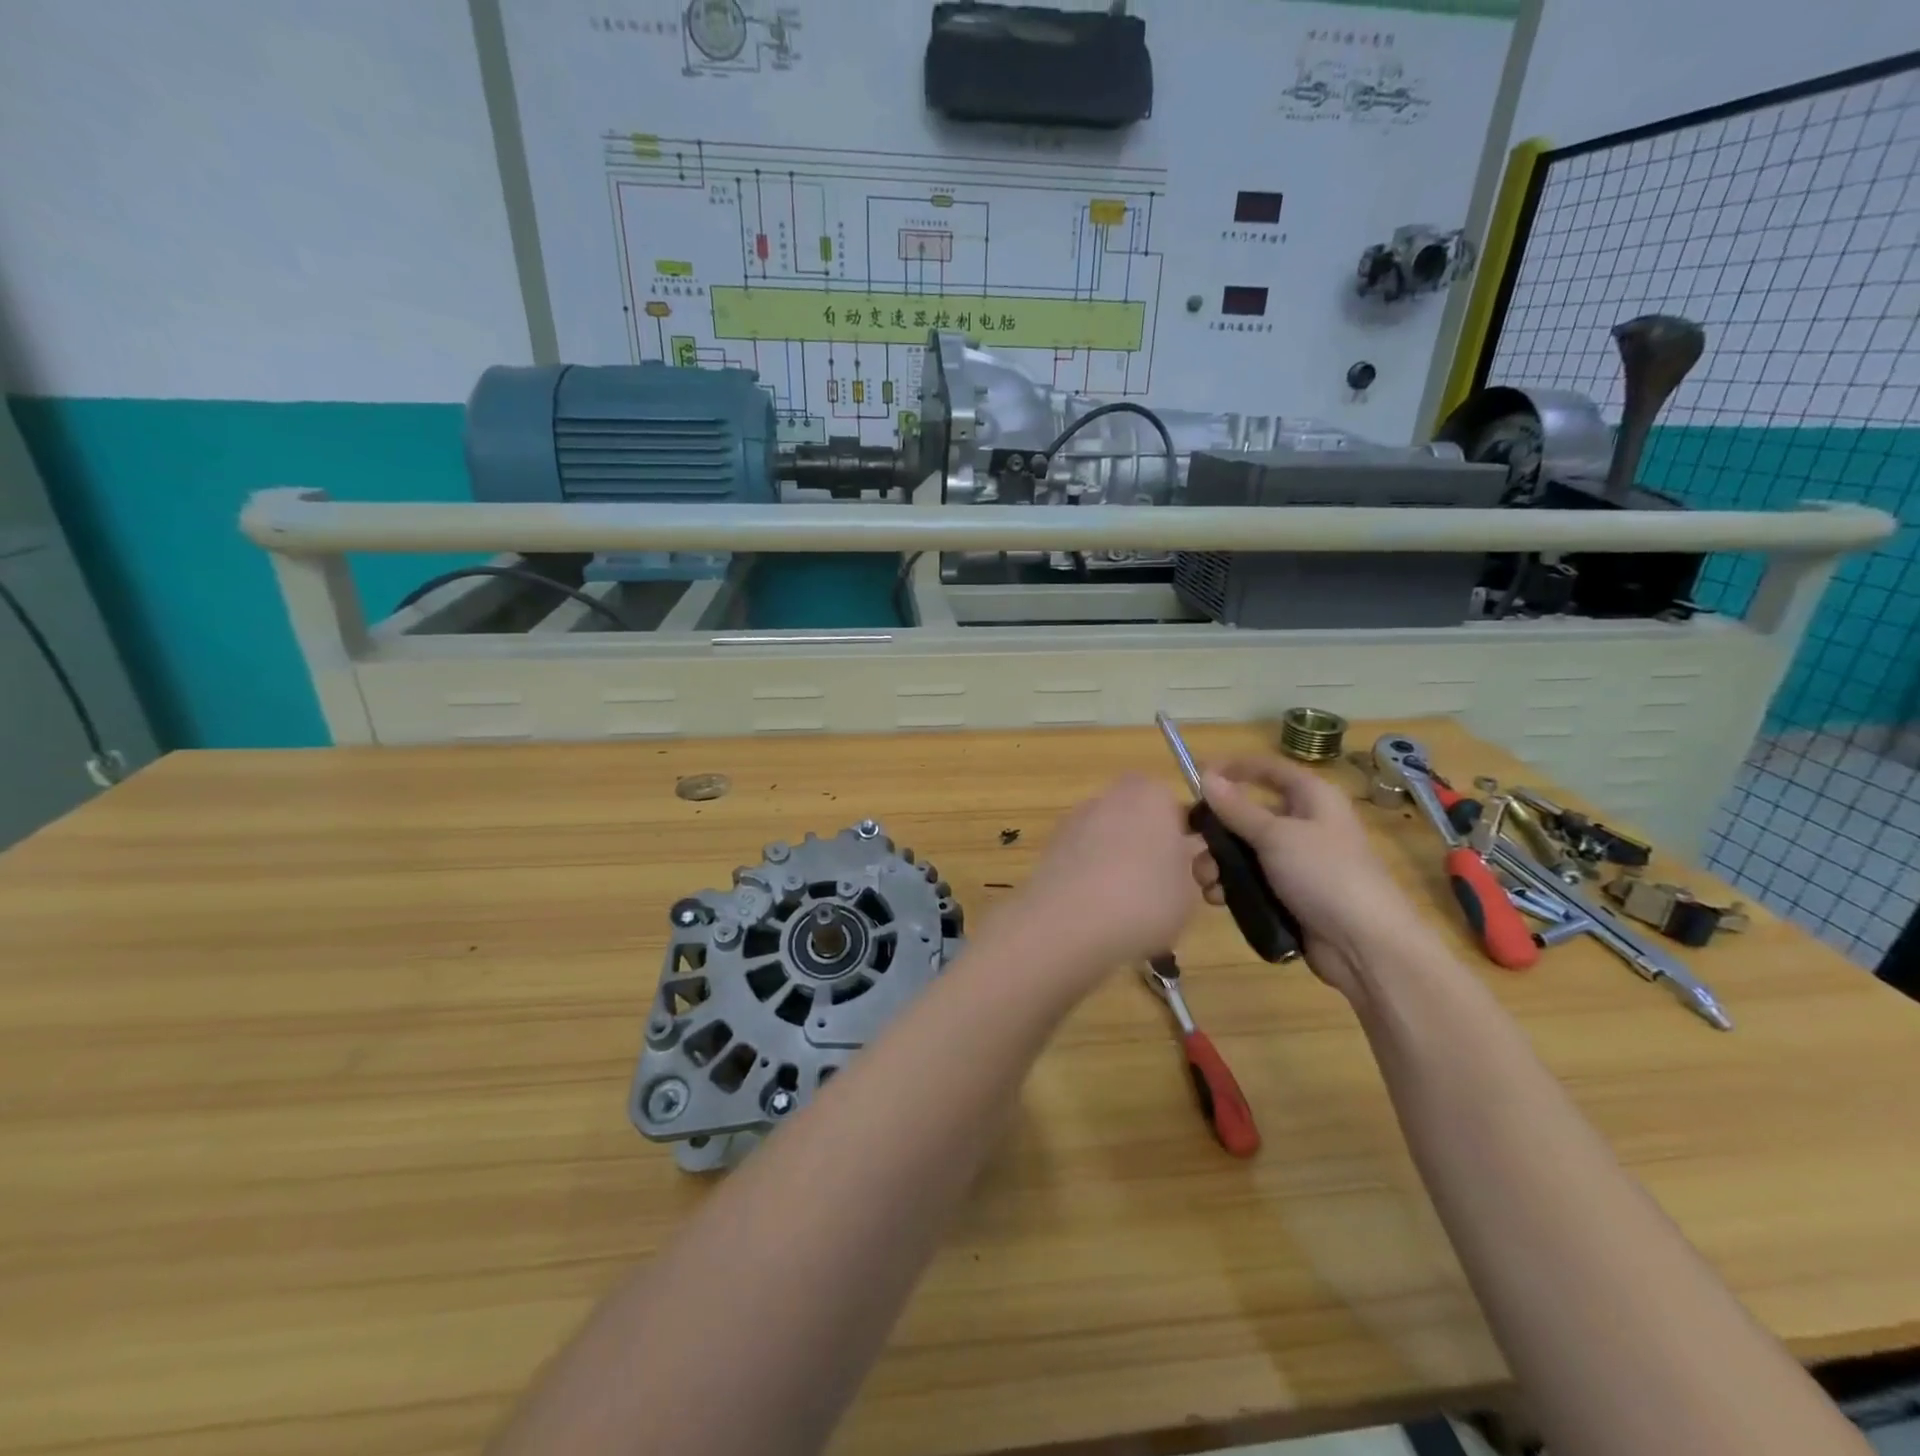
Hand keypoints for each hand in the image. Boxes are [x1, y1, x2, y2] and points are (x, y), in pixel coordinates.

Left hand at [1002, 774, 1202, 985]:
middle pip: (1145, 826)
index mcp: (1151, 793)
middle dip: (1158, 858)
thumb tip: (1180, 863)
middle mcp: (1109, 796)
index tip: (1199, 880)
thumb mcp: (1191, 888)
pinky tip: (1103, 916)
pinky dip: (1097, 883)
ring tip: (1135, 916)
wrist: (1067, 924)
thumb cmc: (1144, 898)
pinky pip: (1088, 864)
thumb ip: (1193, 868)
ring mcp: (1075, 821)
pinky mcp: (1051, 849)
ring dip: (1127, 871)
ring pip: (1115, 846)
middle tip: (1171, 900)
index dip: (1194, 847)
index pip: (1182, 812)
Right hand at [1194, 756, 1438, 999]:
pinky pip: (1251, 881)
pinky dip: (1231, 887)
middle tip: (1190, 843)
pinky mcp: (1290, 894)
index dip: (1233, 769)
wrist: (1365, 944)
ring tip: (1207, 882)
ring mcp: (1297, 862)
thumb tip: (1205, 775)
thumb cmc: (1324, 874)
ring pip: (1244, 851)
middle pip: (1247, 814)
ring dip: (1218, 864)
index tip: (1196, 780)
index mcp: (1311, 798)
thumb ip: (1236, 808)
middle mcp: (1304, 824)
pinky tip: (1218, 900)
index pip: (1267, 769)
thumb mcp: (1276, 836)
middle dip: (1216, 830)